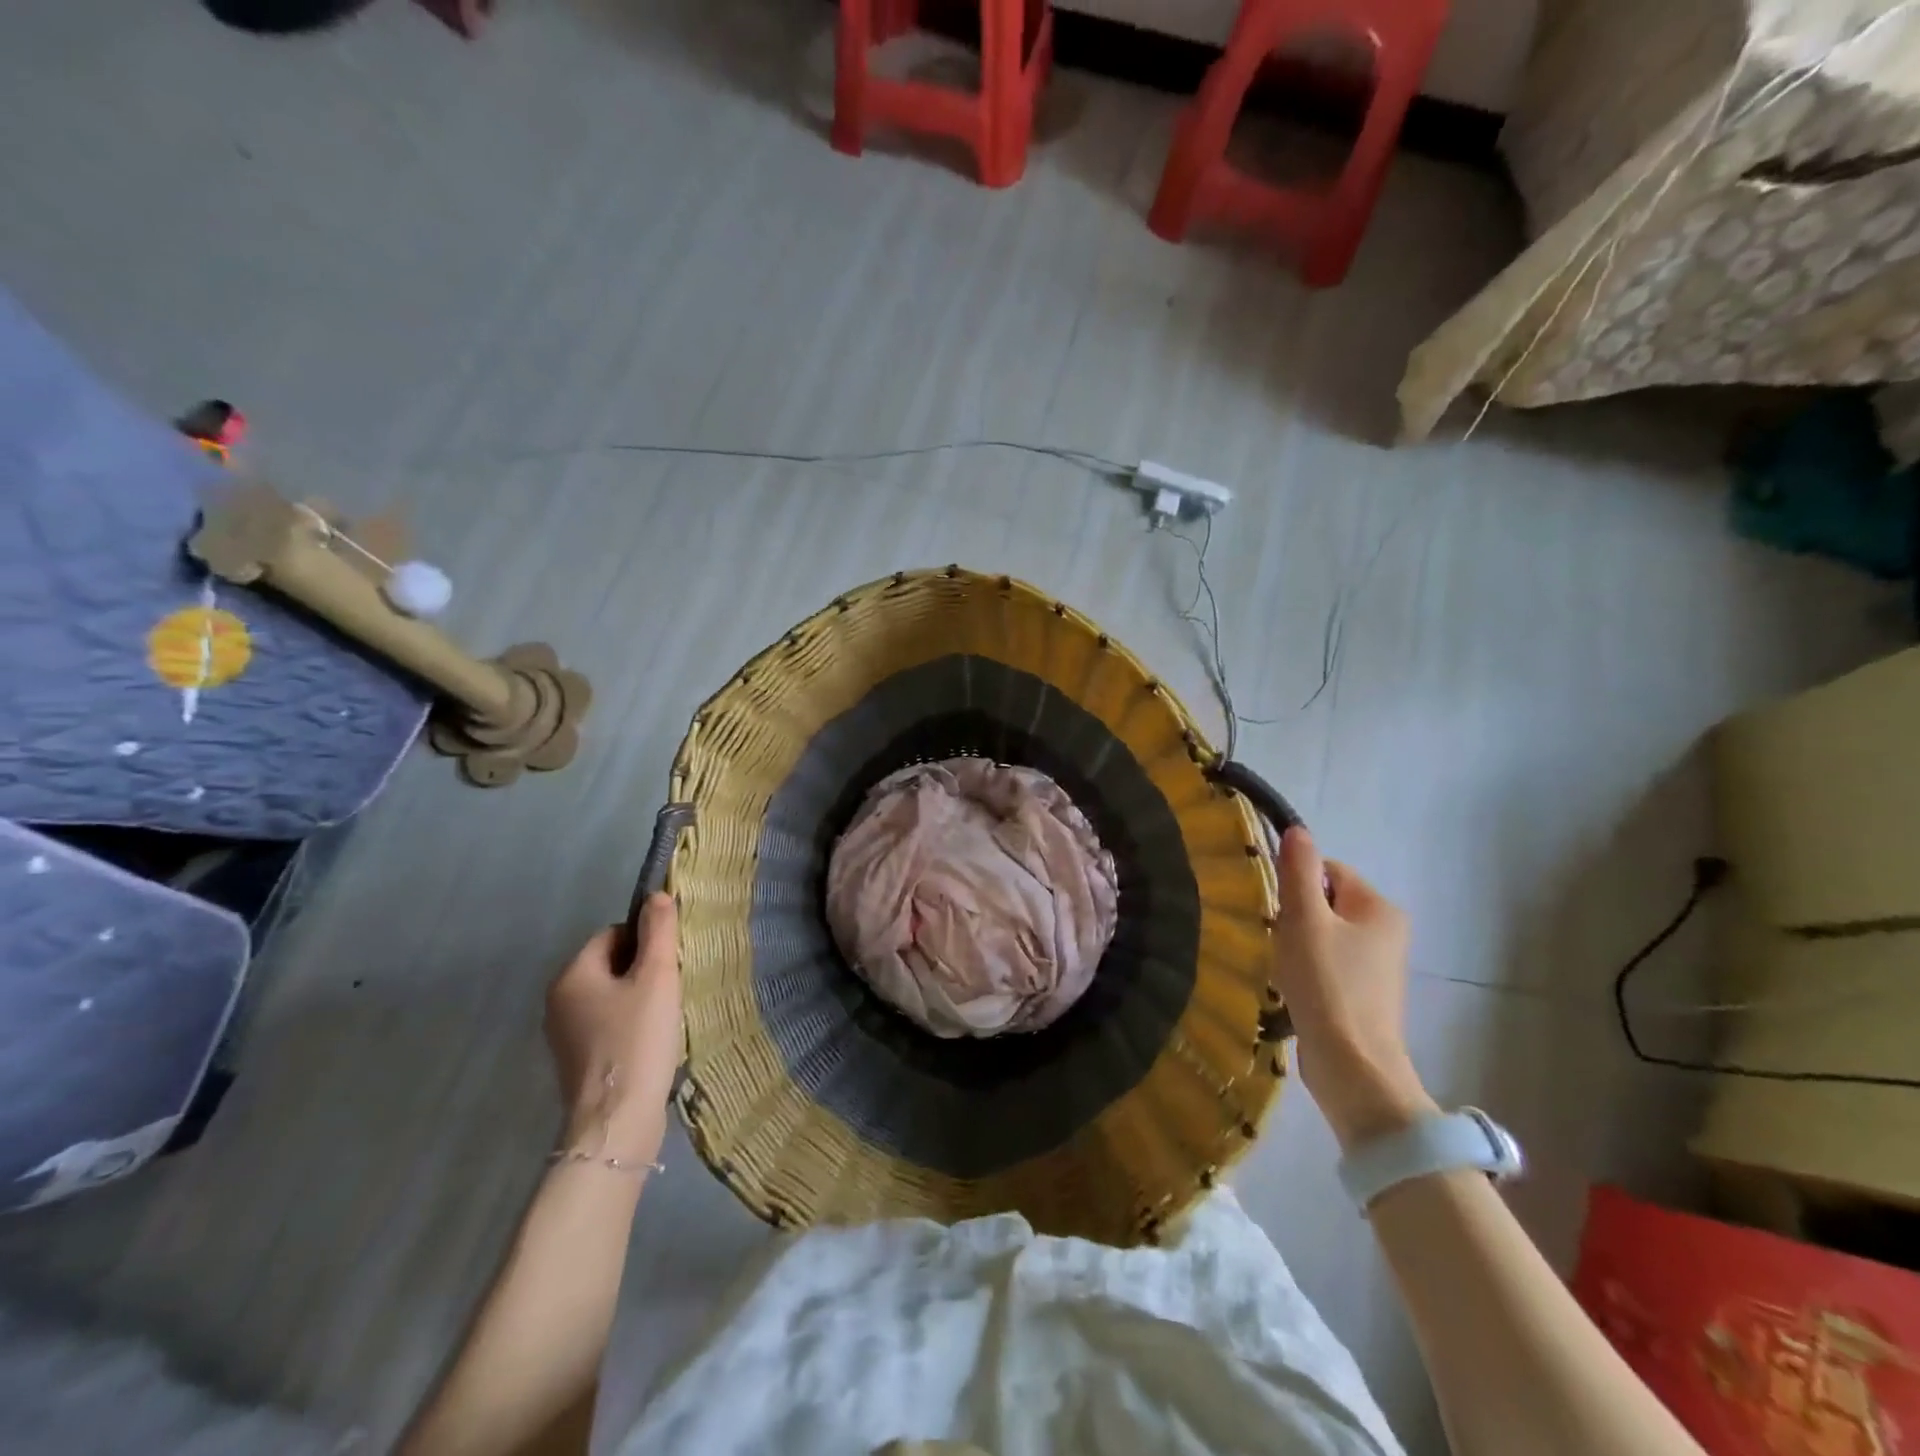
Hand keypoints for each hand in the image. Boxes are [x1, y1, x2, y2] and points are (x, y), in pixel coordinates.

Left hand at [545, 895, 681, 1161]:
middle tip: (670, 990)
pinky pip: (606, 1025)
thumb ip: (659, 931)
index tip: (669, 964)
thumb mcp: (657, 977)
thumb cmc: (638, 1040)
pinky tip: (650, 1042)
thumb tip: (656, 896)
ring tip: (664, 1018)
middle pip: (609, 964)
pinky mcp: (575, 1062)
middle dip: (642, 971)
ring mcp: (563, 1034)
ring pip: (609, 996)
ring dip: (638, 999)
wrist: (616, 1123)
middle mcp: (558, 1000)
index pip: (613, 934)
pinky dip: (628, 1025)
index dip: (645, 942)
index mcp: (572, 974)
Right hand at [1271, 827, 1435, 1150]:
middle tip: (1282, 942)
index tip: (1280, 913)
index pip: (1328, 871)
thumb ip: (1298, 872)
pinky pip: (1328, 964)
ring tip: (1288, 970)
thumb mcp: (1304, 920)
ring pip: (1323, 935)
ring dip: (1298, 945)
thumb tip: (1297, 830)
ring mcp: (1378, 966)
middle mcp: (1387, 931)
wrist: (1352, 1066)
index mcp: (1379, 907)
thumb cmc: (1327, 984)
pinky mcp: (1364, 994)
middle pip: (1325, 903)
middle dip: (1296, 918)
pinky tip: (1296, 989)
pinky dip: (1308, 970)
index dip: (1296, 885)